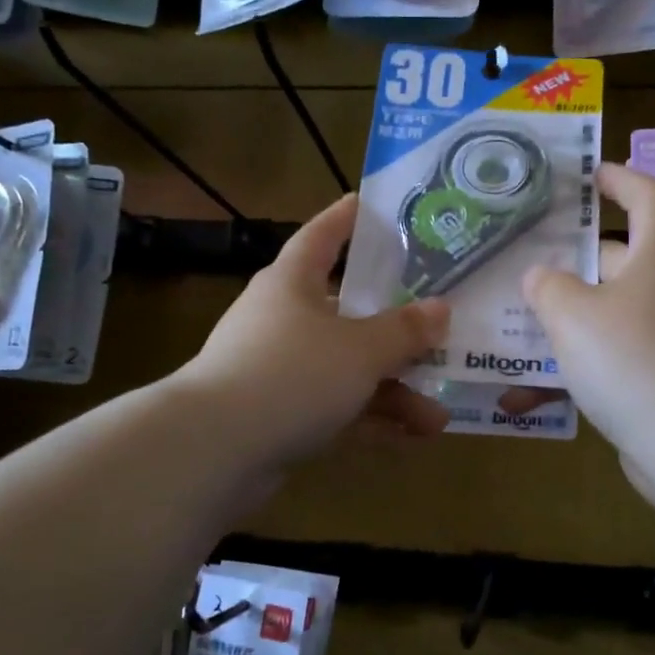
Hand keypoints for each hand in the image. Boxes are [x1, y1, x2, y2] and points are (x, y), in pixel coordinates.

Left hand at [179, 195, 451, 469]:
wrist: (214, 450)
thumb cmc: (292, 374)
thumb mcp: (360, 349)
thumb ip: (404, 330)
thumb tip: (440, 309)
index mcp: (292, 284)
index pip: (322, 236)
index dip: (347, 219)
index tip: (370, 204)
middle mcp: (283, 320)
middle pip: (347, 314)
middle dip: (396, 333)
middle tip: (439, 334)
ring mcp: (279, 370)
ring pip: (346, 370)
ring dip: (392, 390)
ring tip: (438, 415)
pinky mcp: (278, 415)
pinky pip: (334, 408)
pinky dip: (369, 419)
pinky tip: (412, 437)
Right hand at [519, 163, 654, 478]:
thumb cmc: (633, 359)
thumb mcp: (574, 314)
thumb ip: (548, 287)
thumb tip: (540, 276)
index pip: (649, 196)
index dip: (620, 179)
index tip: (586, 177)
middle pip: (619, 256)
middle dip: (572, 256)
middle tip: (523, 256)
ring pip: (606, 313)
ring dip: (563, 318)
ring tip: (511, 322)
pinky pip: (607, 361)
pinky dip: (570, 371)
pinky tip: (522, 395)